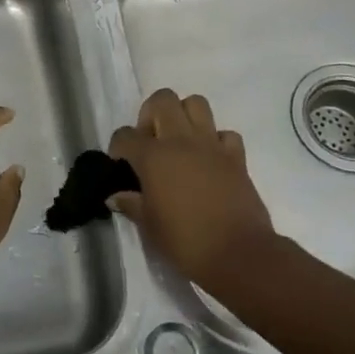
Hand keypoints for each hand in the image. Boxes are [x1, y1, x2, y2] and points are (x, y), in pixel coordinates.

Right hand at [108, 88, 277, 286]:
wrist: (239, 254)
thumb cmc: (185, 241)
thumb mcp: (149, 226)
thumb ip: (131, 204)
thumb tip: (116, 196)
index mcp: (153, 156)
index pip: (125, 135)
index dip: (118, 147)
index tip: (121, 164)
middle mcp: (181, 140)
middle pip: (162, 100)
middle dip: (151, 114)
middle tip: (151, 141)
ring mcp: (212, 145)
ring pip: (196, 103)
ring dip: (184, 116)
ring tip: (179, 142)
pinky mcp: (236, 157)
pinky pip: (225, 134)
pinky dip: (216, 141)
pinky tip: (210, 160)